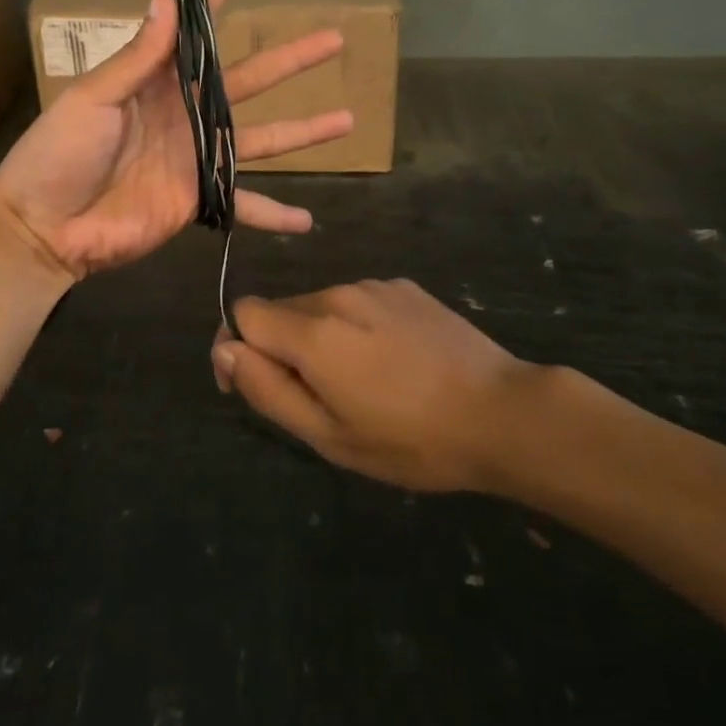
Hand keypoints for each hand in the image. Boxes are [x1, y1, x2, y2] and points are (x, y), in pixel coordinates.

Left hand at [0, 0, 353, 278]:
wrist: (44, 227)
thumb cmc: (58, 154)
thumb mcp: (93, 98)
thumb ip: (137, 58)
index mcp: (157, 80)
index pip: (197, 26)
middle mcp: (186, 112)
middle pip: (250, 80)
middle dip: (291, 59)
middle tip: (334, 39)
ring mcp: (197, 156)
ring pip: (262, 138)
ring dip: (304, 131)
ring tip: (347, 118)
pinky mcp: (199, 199)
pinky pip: (244, 205)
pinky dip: (274, 214)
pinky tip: (308, 221)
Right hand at [211, 280, 540, 491]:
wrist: (501, 412)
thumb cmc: (410, 439)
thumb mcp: (329, 436)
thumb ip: (267, 389)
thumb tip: (224, 350)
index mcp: (312, 331)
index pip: (244, 312)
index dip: (240, 348)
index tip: (263, 386)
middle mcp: (337, 293)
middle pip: (282, 310)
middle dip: (284, 348)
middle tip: (326, 398)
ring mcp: (374, 286)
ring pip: (321, 306)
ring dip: (323, 337)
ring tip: (367, 383)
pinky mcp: (404, 286)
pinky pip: (359, 302)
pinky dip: (358, 327)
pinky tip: (396, 361)